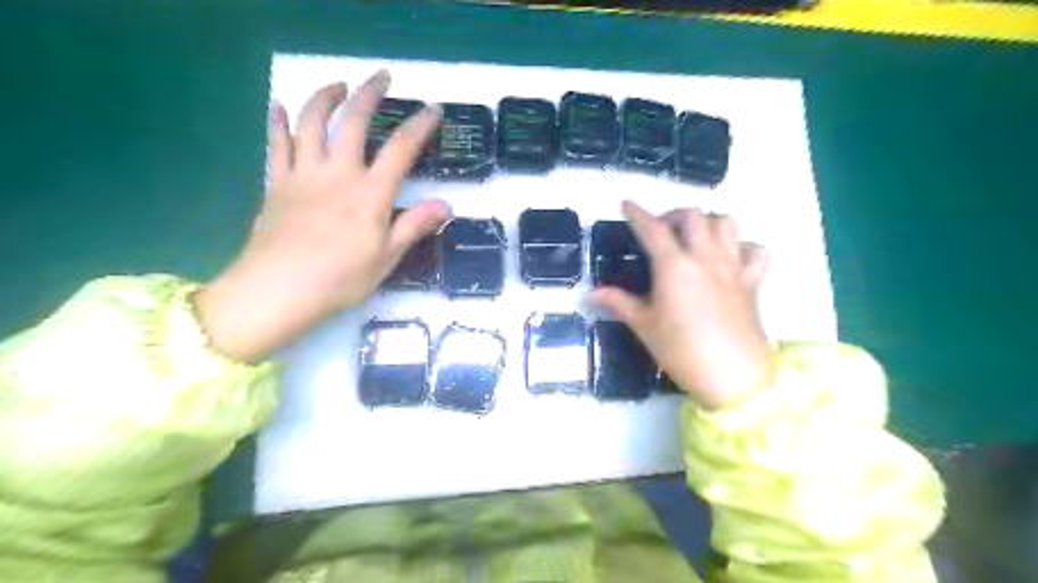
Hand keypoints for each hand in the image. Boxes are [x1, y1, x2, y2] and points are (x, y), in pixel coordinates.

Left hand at [196, 72, 448, 361]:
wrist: (279, 290)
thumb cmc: (340, 279)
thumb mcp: (387, 258)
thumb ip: (414, 226)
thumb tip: (446, 205)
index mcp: (371, 194)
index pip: (401, 149)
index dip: (420, 126)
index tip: (433, 109)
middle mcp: (338, 174)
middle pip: (353, 121)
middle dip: (370, 93)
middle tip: (381, 77)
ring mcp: (304, 174)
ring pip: (311, 122)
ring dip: (324, 97)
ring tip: (337, 85)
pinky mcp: (277, 183)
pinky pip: (276, 144)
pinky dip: (277, 122)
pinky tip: (279, 107)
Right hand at [596, 204, 773, 412]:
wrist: (733, 376)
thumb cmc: (682, 350)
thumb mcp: (644, 326)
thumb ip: (619, 303)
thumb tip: (591, 293)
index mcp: (674, 266)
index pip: (652, 229)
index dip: (637, 213)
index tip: (626, 204)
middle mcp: (705, 257)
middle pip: (693, 215)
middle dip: (673, 215)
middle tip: (661, 230)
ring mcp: (733, 267)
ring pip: (726, 223)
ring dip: (708, 222)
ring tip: (694, 238)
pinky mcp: (753, 281)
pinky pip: (755, 250)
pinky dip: (742, 246)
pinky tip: (730, 258)